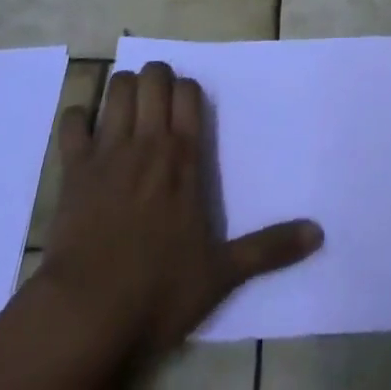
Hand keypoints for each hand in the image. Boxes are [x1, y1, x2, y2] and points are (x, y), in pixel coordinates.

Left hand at [35, 60, 322, 370]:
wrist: (88, 314)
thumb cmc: (159, 290)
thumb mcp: (221, 273)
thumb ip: (269, 248)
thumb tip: (318, 232)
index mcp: (183, 156)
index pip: (188, 91)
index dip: (187, 91)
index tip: (186, 109)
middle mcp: (147, 140)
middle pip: (152, 76)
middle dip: (156, 79)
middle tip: (158, 103)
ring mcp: (107, 149)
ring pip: (117, 87)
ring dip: (123, 90)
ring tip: (128, 111)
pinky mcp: (73, 167)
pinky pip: (72, 120)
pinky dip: (77, 117)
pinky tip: (84, 131)